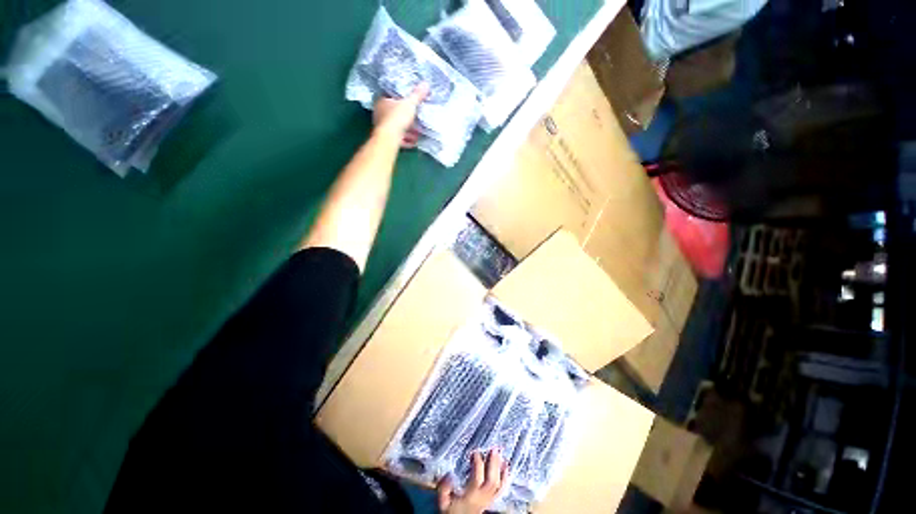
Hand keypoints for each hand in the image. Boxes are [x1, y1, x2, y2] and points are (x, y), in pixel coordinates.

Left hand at [373, 83, 428, 147]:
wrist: (390, 138)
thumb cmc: (397, 117)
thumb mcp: (409, 104)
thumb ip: (417, 95)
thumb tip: (425, 84)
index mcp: (382, 101)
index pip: (390, 97)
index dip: (400, 99)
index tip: (409, 102)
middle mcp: (379, 114)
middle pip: (394, 113)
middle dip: (405, 117)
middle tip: (415, 118)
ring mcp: (382, 128)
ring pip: (396, 127)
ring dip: (407, 130)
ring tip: (418, 132)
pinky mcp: (387, 139)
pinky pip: (398, 138)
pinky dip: (406, 139)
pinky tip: (414, 141)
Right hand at [437, 450, 508, 513]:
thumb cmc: (451, 511)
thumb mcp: (443, 501)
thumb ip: (444, 488)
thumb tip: (448, 475)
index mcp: (470, 497)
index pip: (477, 479)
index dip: (477, 464)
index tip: (475, 451)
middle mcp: (482, 498)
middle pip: (491, 481)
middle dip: (493, 464)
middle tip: (494, 449)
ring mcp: (488, 500)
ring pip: (498, 485)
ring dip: (499, 468)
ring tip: (500, 453)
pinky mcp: (491, 500)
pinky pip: (501, 489)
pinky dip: (505, 477)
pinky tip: (506, 466)